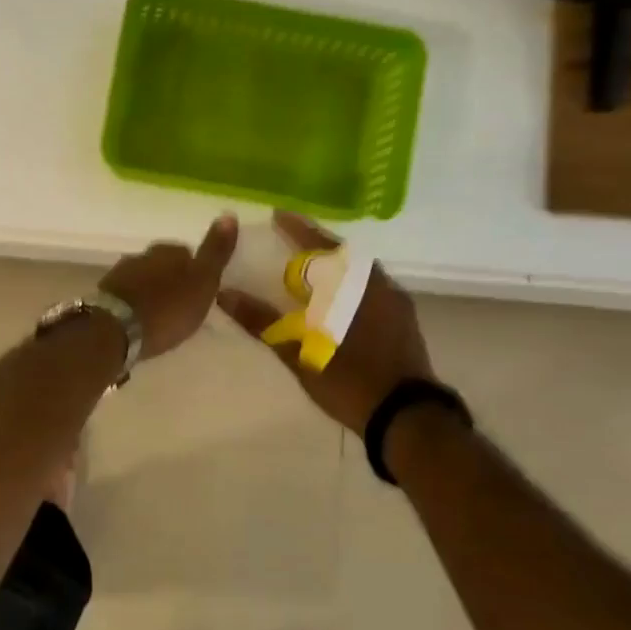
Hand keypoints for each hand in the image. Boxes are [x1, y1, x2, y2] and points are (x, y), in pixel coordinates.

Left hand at [100, 214, 238, 359]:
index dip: (194, 270)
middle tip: (180, 304)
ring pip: (142, 278)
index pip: (186, 252)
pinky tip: (139, 319)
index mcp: (168, 250)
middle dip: (170, 279)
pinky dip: (134, 303)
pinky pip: (126, 295)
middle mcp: (142, 255)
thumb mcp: (202, 282)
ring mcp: (119, 274)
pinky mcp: (104, 295)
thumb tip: (229, 213)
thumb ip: (215, 251)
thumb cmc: (167, 308)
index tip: (199, 290)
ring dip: (151, 291)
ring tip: (160, 314)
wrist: (115, 329)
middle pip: (161, 264)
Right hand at [217, 212, 434, 433]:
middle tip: (291, 240)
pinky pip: (370, 286)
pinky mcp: (403, 319)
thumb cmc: (349, 381)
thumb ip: (262, 321)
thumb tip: (224, 294)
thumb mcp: (299, 353)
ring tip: (312, 269)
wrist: (406, 415)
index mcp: (349, 285)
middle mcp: (376, 283)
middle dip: (316, 244)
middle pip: (342, 253)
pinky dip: (349, 283)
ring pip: (359, 270)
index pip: (319, 244)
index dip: (297, 228)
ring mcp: (394, 300)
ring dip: (334, 265)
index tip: (277, 215)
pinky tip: (337, 298)